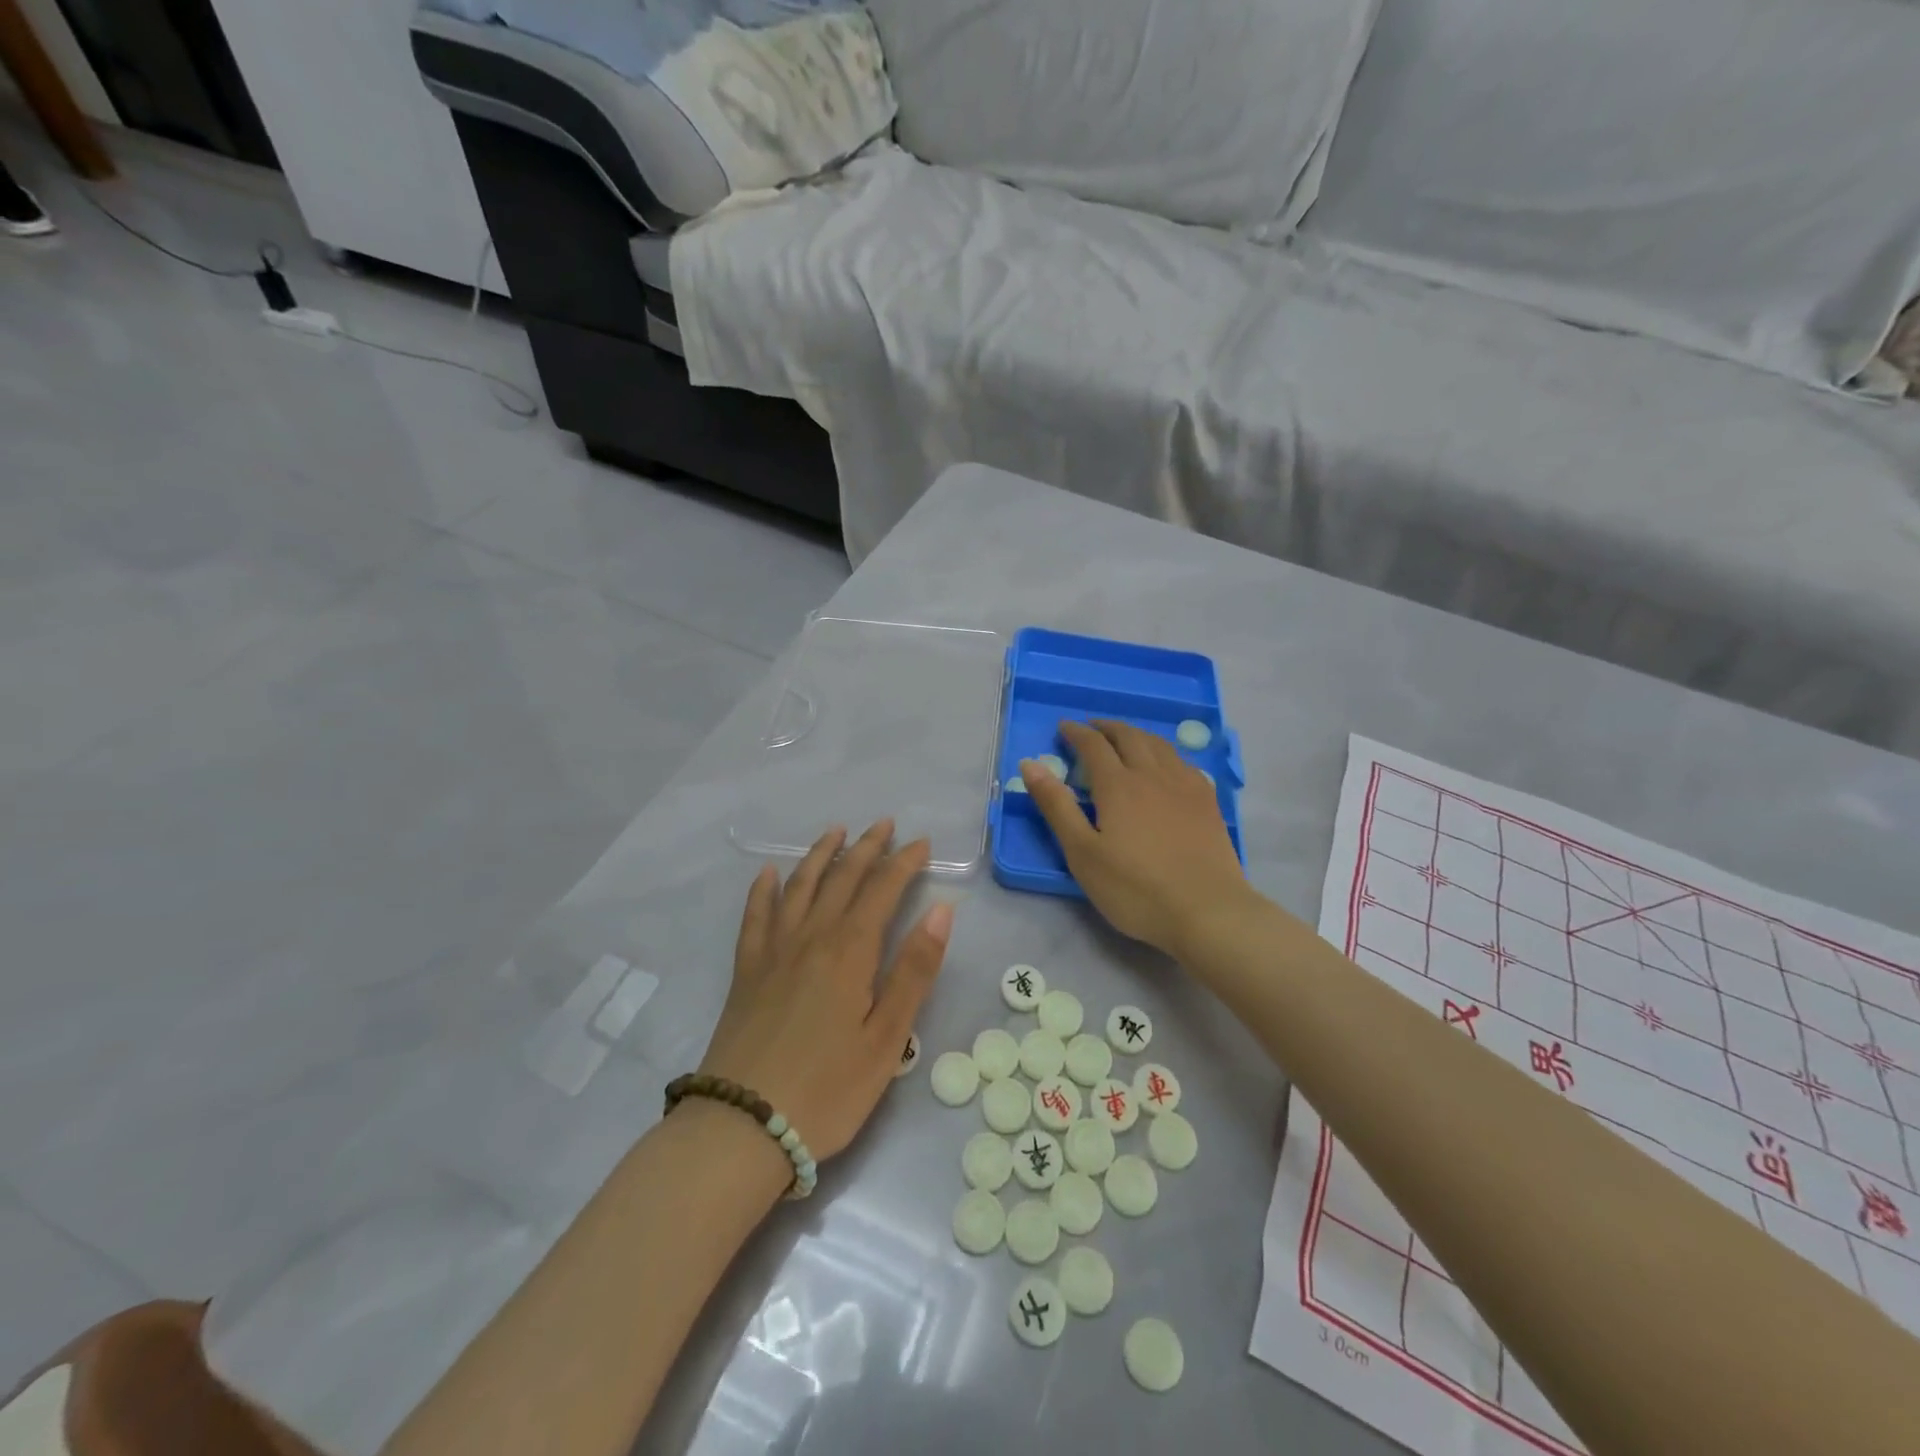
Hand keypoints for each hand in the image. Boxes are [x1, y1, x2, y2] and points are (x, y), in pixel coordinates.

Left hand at [698, 820, 952, 1161]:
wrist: (743, 1125)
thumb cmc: (828, 1089)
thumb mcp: (887, 1038)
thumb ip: (914, 970)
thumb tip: (941, 910)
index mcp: (850, 951)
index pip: (882, 890)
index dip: (904, 863)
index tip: (922, 843)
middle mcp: (811, 937)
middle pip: (841, 879)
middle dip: (867, 848)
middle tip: (885, 824)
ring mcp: (773, 951)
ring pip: (799, 886)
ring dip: (820, 855)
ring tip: (836, 832)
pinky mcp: (746, 971)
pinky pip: (755, 916)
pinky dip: (764, 889)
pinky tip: (768, 873)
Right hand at [1021, 720, 1251, 957]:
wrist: (1207, 911)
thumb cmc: (1135, 888)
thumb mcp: (1082, 853)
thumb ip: (1056, 806)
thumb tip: (1030, 764)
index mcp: (1118, 785)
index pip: (1094, 745)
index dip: (1076, 733)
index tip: (1063, 728)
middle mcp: (1152, 774)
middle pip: (1129, 736)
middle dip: (1107, 728)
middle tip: (1092, 729)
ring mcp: (1185, 786)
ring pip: (1159, 745)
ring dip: (1137, 735)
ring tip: (1125, 739)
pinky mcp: (1208, 802)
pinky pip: (1183, 762)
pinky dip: (1165, 753)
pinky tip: (1166, 766)